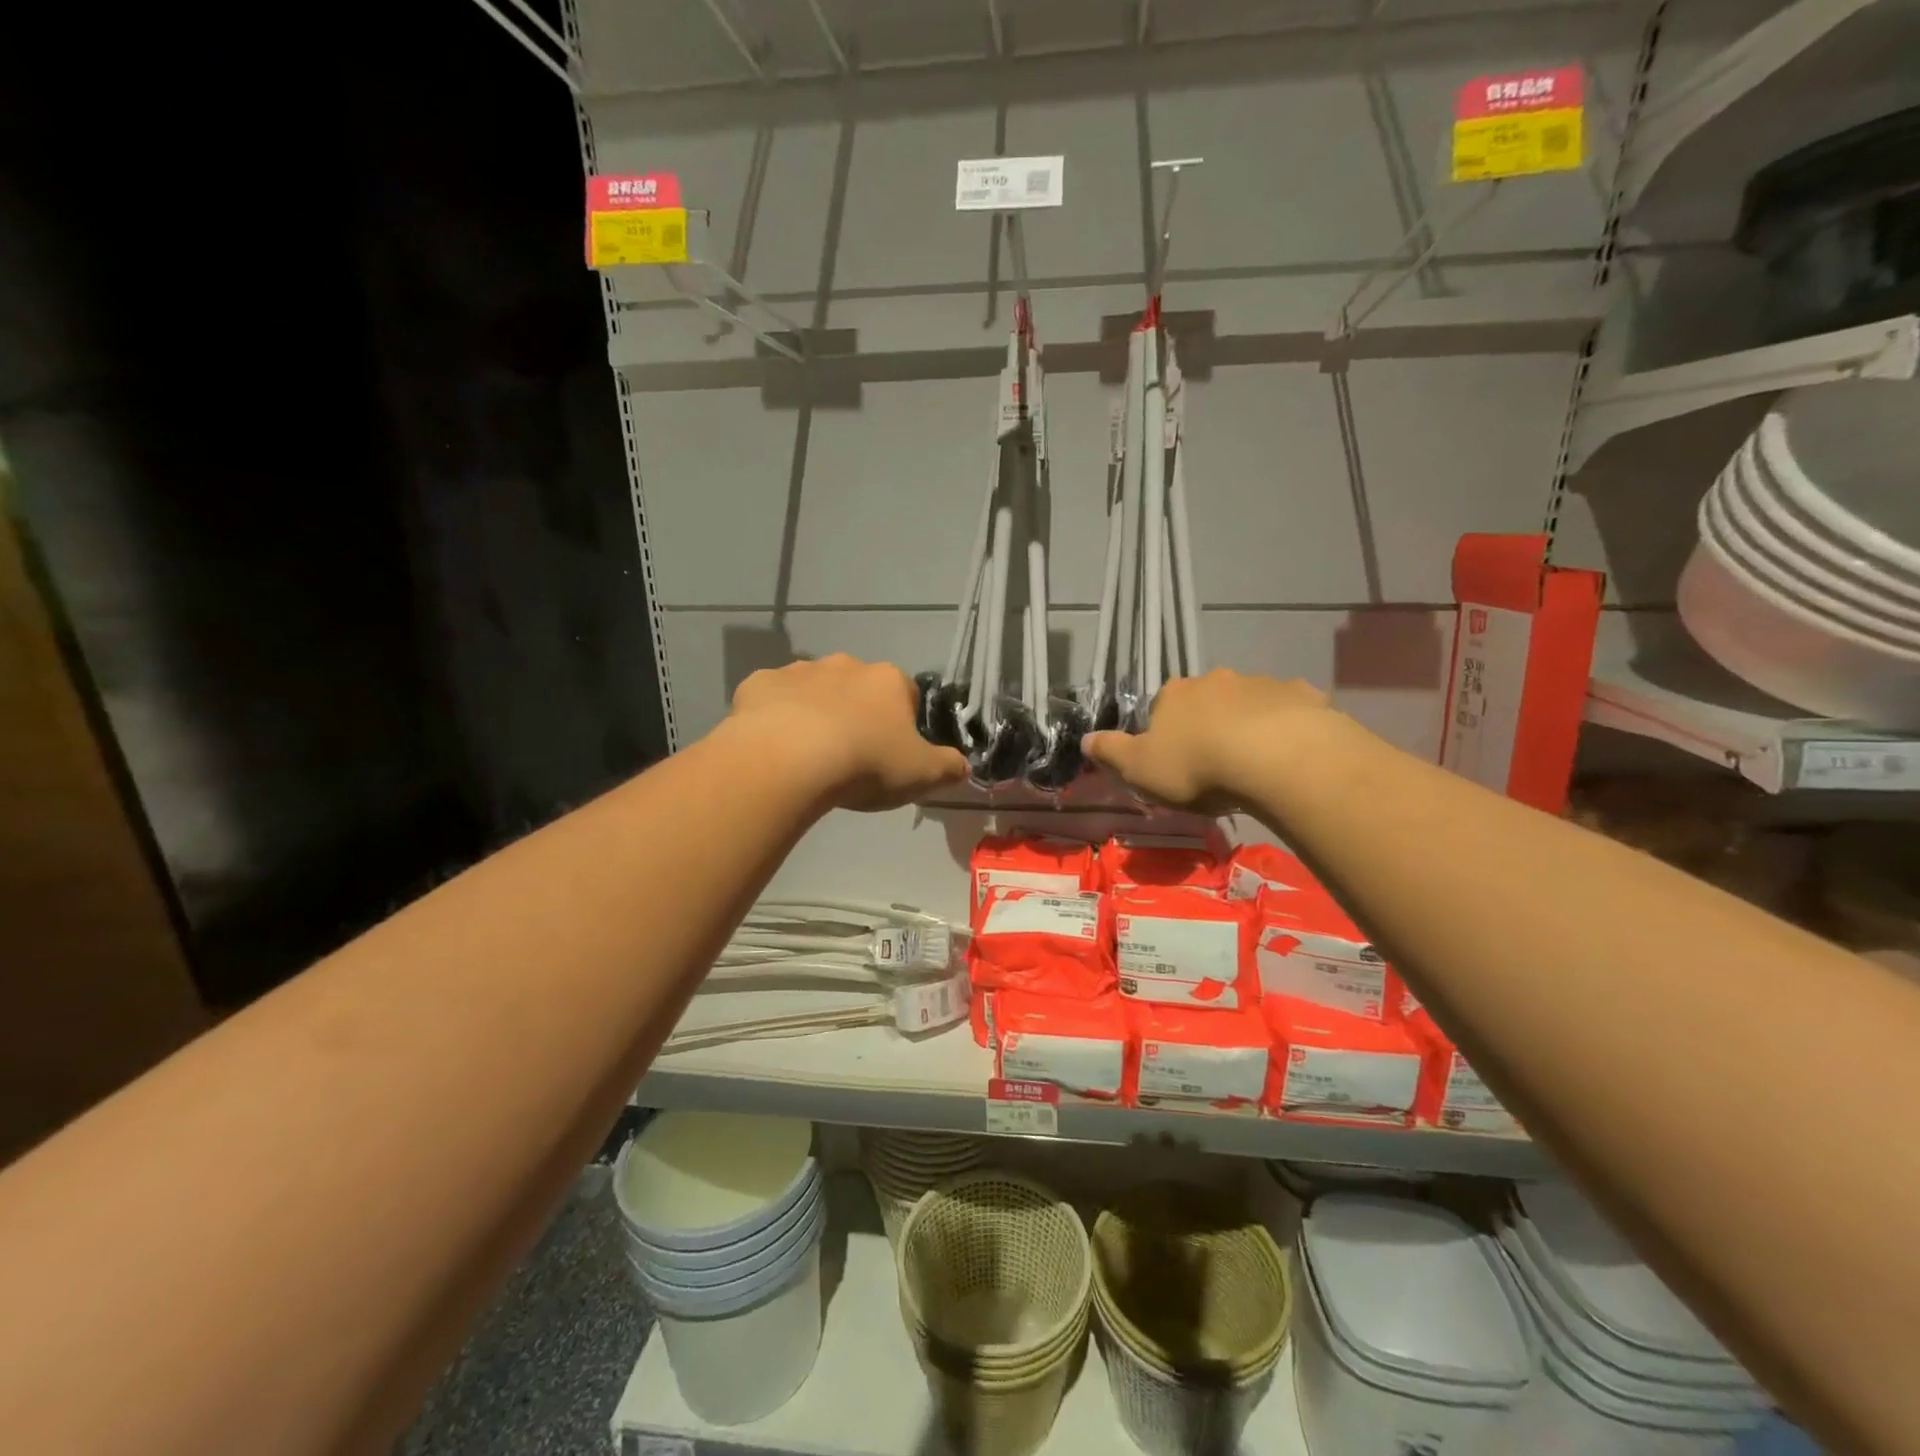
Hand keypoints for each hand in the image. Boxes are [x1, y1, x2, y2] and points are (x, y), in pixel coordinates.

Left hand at [727, 655, 967, 811]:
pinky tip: (774, 748)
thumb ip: (949, 767)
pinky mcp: (759, 685)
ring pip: (813, 691)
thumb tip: (963, 766)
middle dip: (856, 715)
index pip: (906, 696)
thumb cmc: (865, 763)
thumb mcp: (922, 774)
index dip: (902, 725)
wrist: (788, 759)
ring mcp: (798, 671)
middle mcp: (845, 665)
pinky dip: (774, 718)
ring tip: (810, 757)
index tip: (892, 754)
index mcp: (888, 681)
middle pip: (858, 689)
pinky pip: (772, 701)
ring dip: (815, 714)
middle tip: (850, 757)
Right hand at [1084, 670, 1335, 811]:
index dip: (1166, 732)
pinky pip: (1290, 710)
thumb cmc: (1196, 766)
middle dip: (1209, 724)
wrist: (1274, 759)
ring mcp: (1261, 684)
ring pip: (1250, 704)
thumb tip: (1085, 739)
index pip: (1162, 707)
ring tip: (1254, 764)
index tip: (1174, 760)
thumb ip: (1111, 752)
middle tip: (1215, 763)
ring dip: (1249, 725)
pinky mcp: (1302, 696)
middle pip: (1207, 700)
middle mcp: (1216, 680)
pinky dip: (1287, 726)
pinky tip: (1290, 755)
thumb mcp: (1139, 769)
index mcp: (1174, 695)